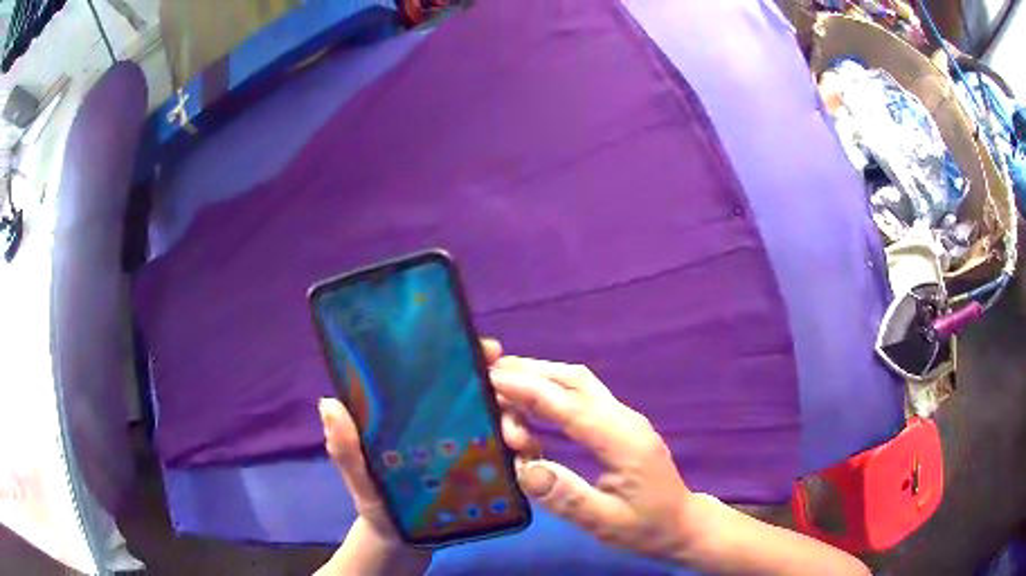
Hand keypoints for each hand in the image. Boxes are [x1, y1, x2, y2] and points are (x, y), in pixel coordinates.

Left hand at [315, 340, 506, 575]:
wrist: (402, 542)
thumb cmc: (377, 502)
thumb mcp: (358, 475)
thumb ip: (344, 447)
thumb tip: (329, 404)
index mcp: (417, 415)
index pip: (445, 375)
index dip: (468, 357)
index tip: (488, 351)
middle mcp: (449, 424)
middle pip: (484, 394)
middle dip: (504, 390)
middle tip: (508, 404)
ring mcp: (472, 449)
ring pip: (505, 422)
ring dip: (517, 423)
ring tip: (517, 441)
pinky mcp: (489, 474)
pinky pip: (513, 456)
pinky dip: (524, 453)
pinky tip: (525, 460)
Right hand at [490, 357, 868, 575]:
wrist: (683, 524)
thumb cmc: (647, 527)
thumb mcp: (606, 522)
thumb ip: (567, 497)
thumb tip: (523, 468)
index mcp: (622, 441)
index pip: (568, 407)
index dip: (528, 390)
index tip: (491, 377)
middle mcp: (623, 420)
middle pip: (574, 382)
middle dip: (531, 373)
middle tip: (489, 374)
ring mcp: (623, 419)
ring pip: (579, 384)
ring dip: (541, 377)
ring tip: (503, 383)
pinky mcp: (619, 426)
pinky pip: (582, 397)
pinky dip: (553, 392)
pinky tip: (533, 405)